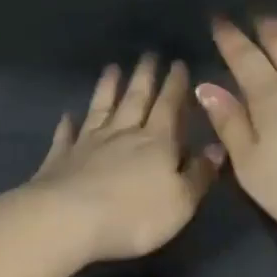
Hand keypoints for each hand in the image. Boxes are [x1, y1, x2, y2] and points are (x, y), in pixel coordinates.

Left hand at [22, 54, 225, 263]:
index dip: (176, 86)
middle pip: (135, 99)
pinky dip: (67, 124)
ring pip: (100, 109)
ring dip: (107, 89)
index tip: (178, 63)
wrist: (68, 221)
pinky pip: (65, 136)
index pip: (169, 107)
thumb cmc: (134, 215)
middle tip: (148, 55)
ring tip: (112, 69)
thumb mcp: (181, 201)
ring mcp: (87, 144)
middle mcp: (122, 134)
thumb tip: (216, 149)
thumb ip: (199, 174)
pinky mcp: (60, 159)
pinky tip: (67, 115)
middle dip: (144, 77)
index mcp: (156, 142)